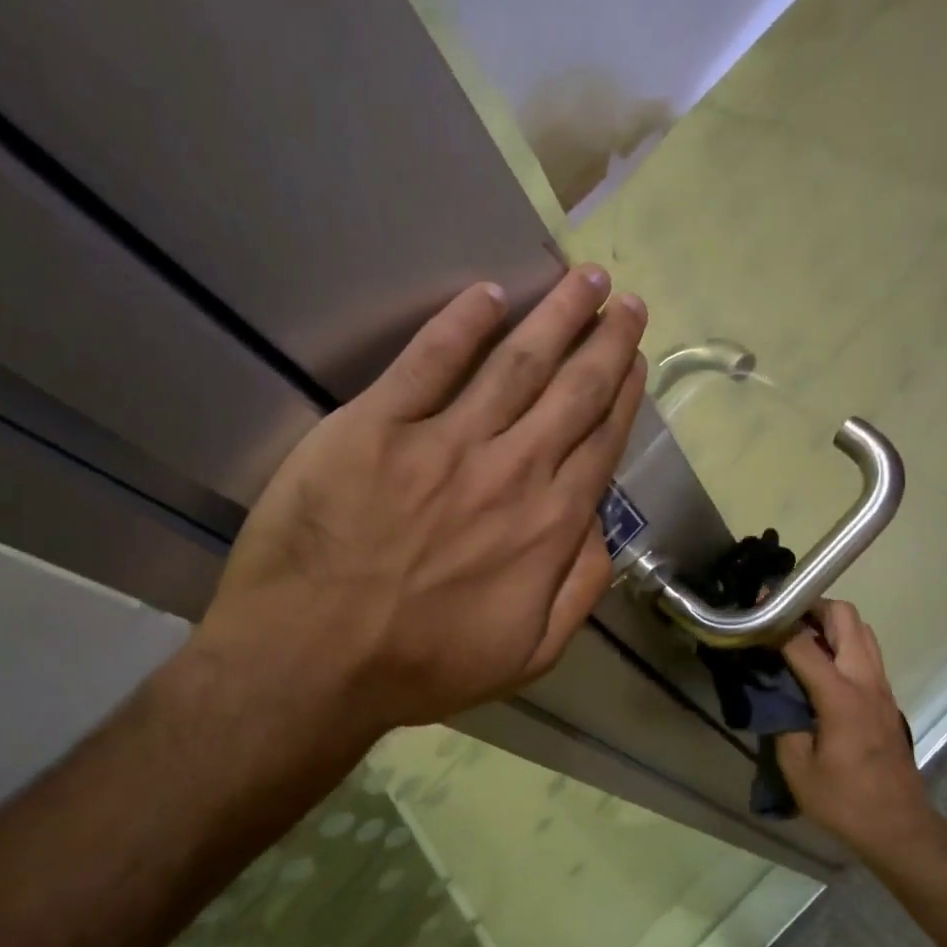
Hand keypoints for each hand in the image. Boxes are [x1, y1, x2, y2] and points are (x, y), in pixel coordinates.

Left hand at [195, 266, 646, 732]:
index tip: (635, 356)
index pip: (599, 441)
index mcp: (548, 525)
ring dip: (556, 315)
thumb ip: (580, 589)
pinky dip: (462, 322)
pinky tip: (489, 295)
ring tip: (584, 279)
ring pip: (517, 362)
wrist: (312, 662)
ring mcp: (444, 442)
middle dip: (605, 339)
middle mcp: (511, 470)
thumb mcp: (529, 655)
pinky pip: (429, 360)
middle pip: (572, 390)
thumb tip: (601, 527)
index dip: (623, 392)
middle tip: (624, 299)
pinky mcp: (376, 426)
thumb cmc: (421, 667)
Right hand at [775, 600, 933, 854]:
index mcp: (841, 697)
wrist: (900, 826)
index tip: (752, 611)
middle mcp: (865, 681)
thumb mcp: (797, 768)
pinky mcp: (886, 697)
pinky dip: (841, 641)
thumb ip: (782, 722)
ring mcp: (881, 686)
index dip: (775, 622)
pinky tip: (817, 661)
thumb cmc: (844, 801)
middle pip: (845, 617)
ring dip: (829, 621)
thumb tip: (774, 695)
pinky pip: (866, 650)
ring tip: (796, 633)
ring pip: (861, 629)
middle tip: (779, 616)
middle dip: (810, 606)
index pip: (803, 643)